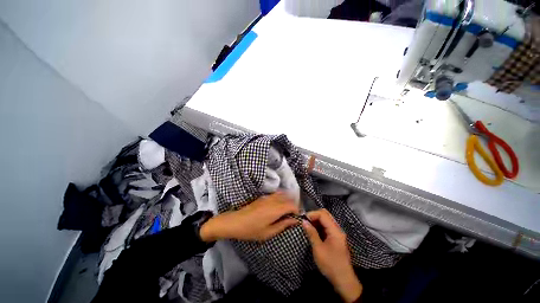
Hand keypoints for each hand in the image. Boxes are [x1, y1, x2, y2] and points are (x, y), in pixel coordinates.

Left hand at [200, 192, 299, 241]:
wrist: (236, 221)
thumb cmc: (252, 230)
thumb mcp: (269, 232)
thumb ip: (283, 224)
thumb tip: (295, 220)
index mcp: (276, 209)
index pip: (292, 205)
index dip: (297, 210)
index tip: (296, 218)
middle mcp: (273, 200)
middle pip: (288, 198)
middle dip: (293, 205)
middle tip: (292, 215)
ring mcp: (267, 197)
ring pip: (282, 194)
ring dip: (287, 200)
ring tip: (286, 210)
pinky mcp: (263, 197)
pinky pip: (276, 194)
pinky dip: (280, 198)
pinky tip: (277, 206)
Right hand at [303, 209, 362, 302]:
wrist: (344, 280)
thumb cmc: (330, 265)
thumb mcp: (318, 249)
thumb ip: (311, 233)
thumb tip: (304, 221)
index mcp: (335, 230)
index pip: (322, 214)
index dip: (312, 214)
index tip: (303, 220)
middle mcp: (337, 229)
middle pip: (325, 214)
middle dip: (314, 216)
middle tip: (305, 222)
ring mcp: (337, 233)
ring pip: (326, 220)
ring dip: (316, 221)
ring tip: (308, 226)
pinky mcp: (336, 238)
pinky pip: (327, 226)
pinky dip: (319, 226)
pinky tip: (313, 231)